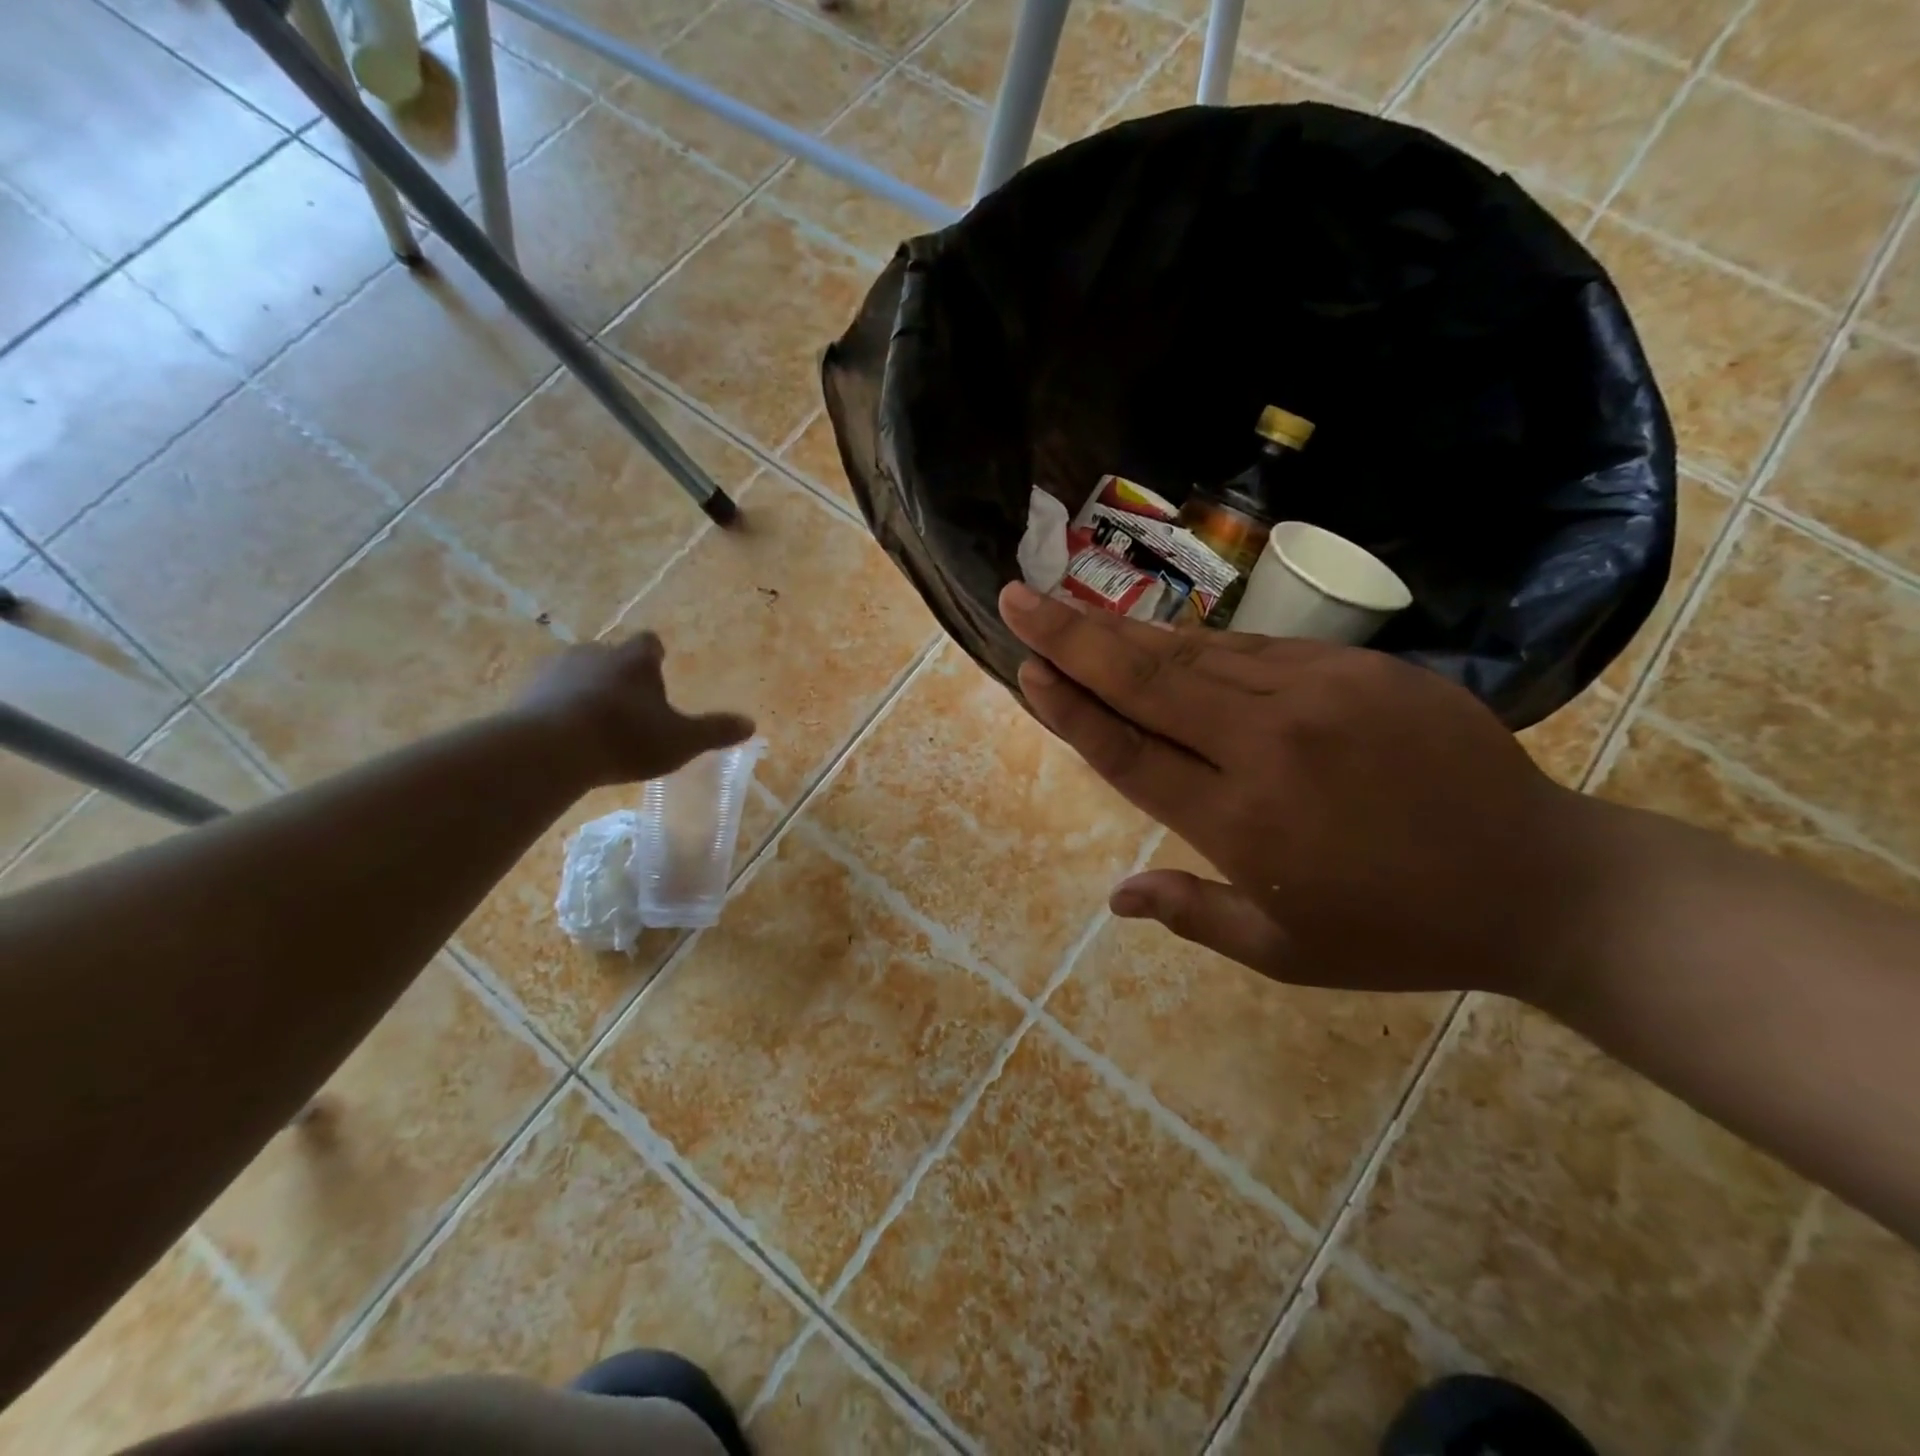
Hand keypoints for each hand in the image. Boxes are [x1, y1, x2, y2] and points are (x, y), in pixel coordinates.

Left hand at [514, 633, 753, 786]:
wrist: (550, 748)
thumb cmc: (626, 737)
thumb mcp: (681, 740)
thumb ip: (714, 731)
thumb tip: (751, 724)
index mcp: (634, 659)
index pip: (648, 643)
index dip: (654, 656)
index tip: (658, 669)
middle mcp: (594, 653)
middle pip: (609, 655)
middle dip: (618, 674)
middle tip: (628, 704)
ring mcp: (554, 670)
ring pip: (575, 673)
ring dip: (585, 690)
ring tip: (594, 722)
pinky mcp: (523, 693)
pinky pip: (546, 695)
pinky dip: (556, 708)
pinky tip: (563, 736)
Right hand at [997, 582, 1604, 998]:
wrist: (1538, 880)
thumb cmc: (1398, 931)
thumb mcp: (1286, 951)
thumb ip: (1194, 914)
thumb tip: (1116, 895)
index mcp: (1241, 822)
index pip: (1128, 751)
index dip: (1069, 708)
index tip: (1025, 670)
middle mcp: (1266, 745)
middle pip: (1147, 680)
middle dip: (1071, 637)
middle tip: (1016, 599)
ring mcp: (1317, 695)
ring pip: (1195, 652)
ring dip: (1124, 629)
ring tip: (1070, 607)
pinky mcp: (1359, 668)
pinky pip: (1255, 647)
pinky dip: (1196, 641)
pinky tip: (1160, 634)